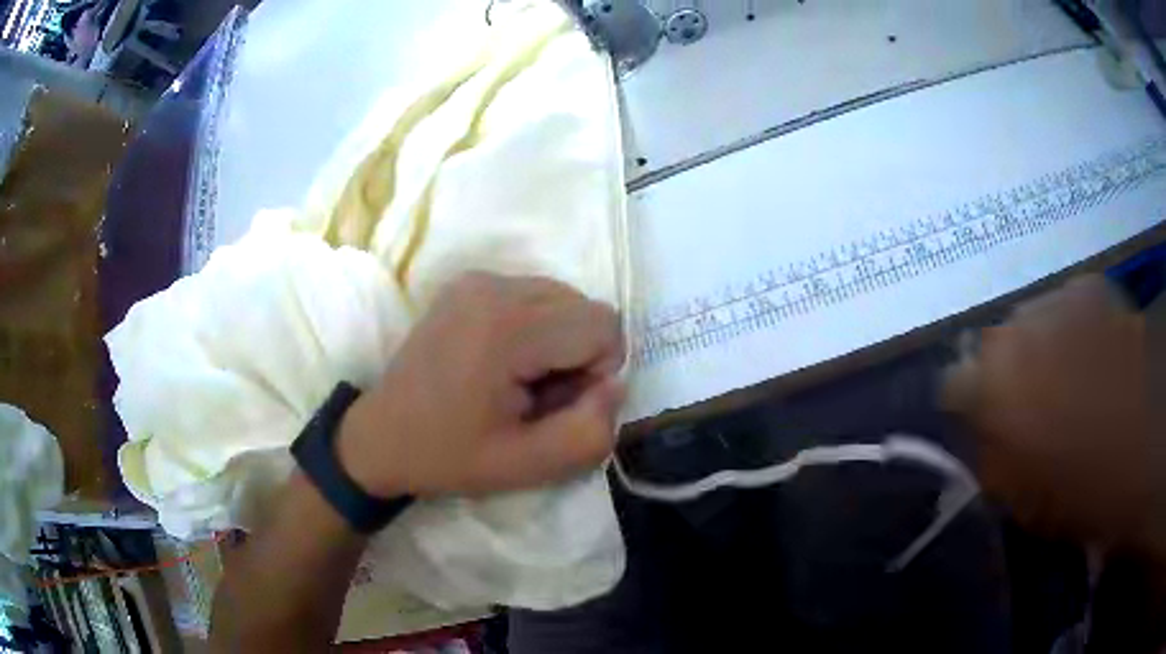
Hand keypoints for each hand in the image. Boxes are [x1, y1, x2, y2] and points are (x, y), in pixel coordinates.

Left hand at [337, 273, 625, 497]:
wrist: (380, 436)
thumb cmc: (450, 456)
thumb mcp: (530, 465)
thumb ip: (591, 431)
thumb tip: (613, 385)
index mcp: (508, 328)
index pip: (604, 326)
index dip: (597, 373)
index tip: (557, 405)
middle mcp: (495, 286)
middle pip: (586, 308)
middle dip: (579, 356)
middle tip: (536, 397)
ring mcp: (478, 279)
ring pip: (563, 299)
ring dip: (559, 342)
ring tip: (517, 380)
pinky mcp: (468, 283)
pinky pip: (534, 296)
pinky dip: (536, 329)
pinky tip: (501, 362)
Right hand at [943, 275, 1158, 552]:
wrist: (1145, 431)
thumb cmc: (1081, 485)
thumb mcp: (1024, 502)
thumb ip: (993, 464)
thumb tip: (981, 441)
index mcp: (987, 387)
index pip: (952, 388)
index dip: (969, 410)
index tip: (987, 429)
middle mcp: (1009, 331)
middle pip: (993, 348)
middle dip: (1006, 374)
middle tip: (1033, 405)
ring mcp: (1051, 301)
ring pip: (1030, 324)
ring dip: (1040, 348)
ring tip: (1069, 379)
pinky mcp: (1086, 286)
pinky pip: (1067, 307)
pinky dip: (1073, 329)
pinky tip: (1094, 354)